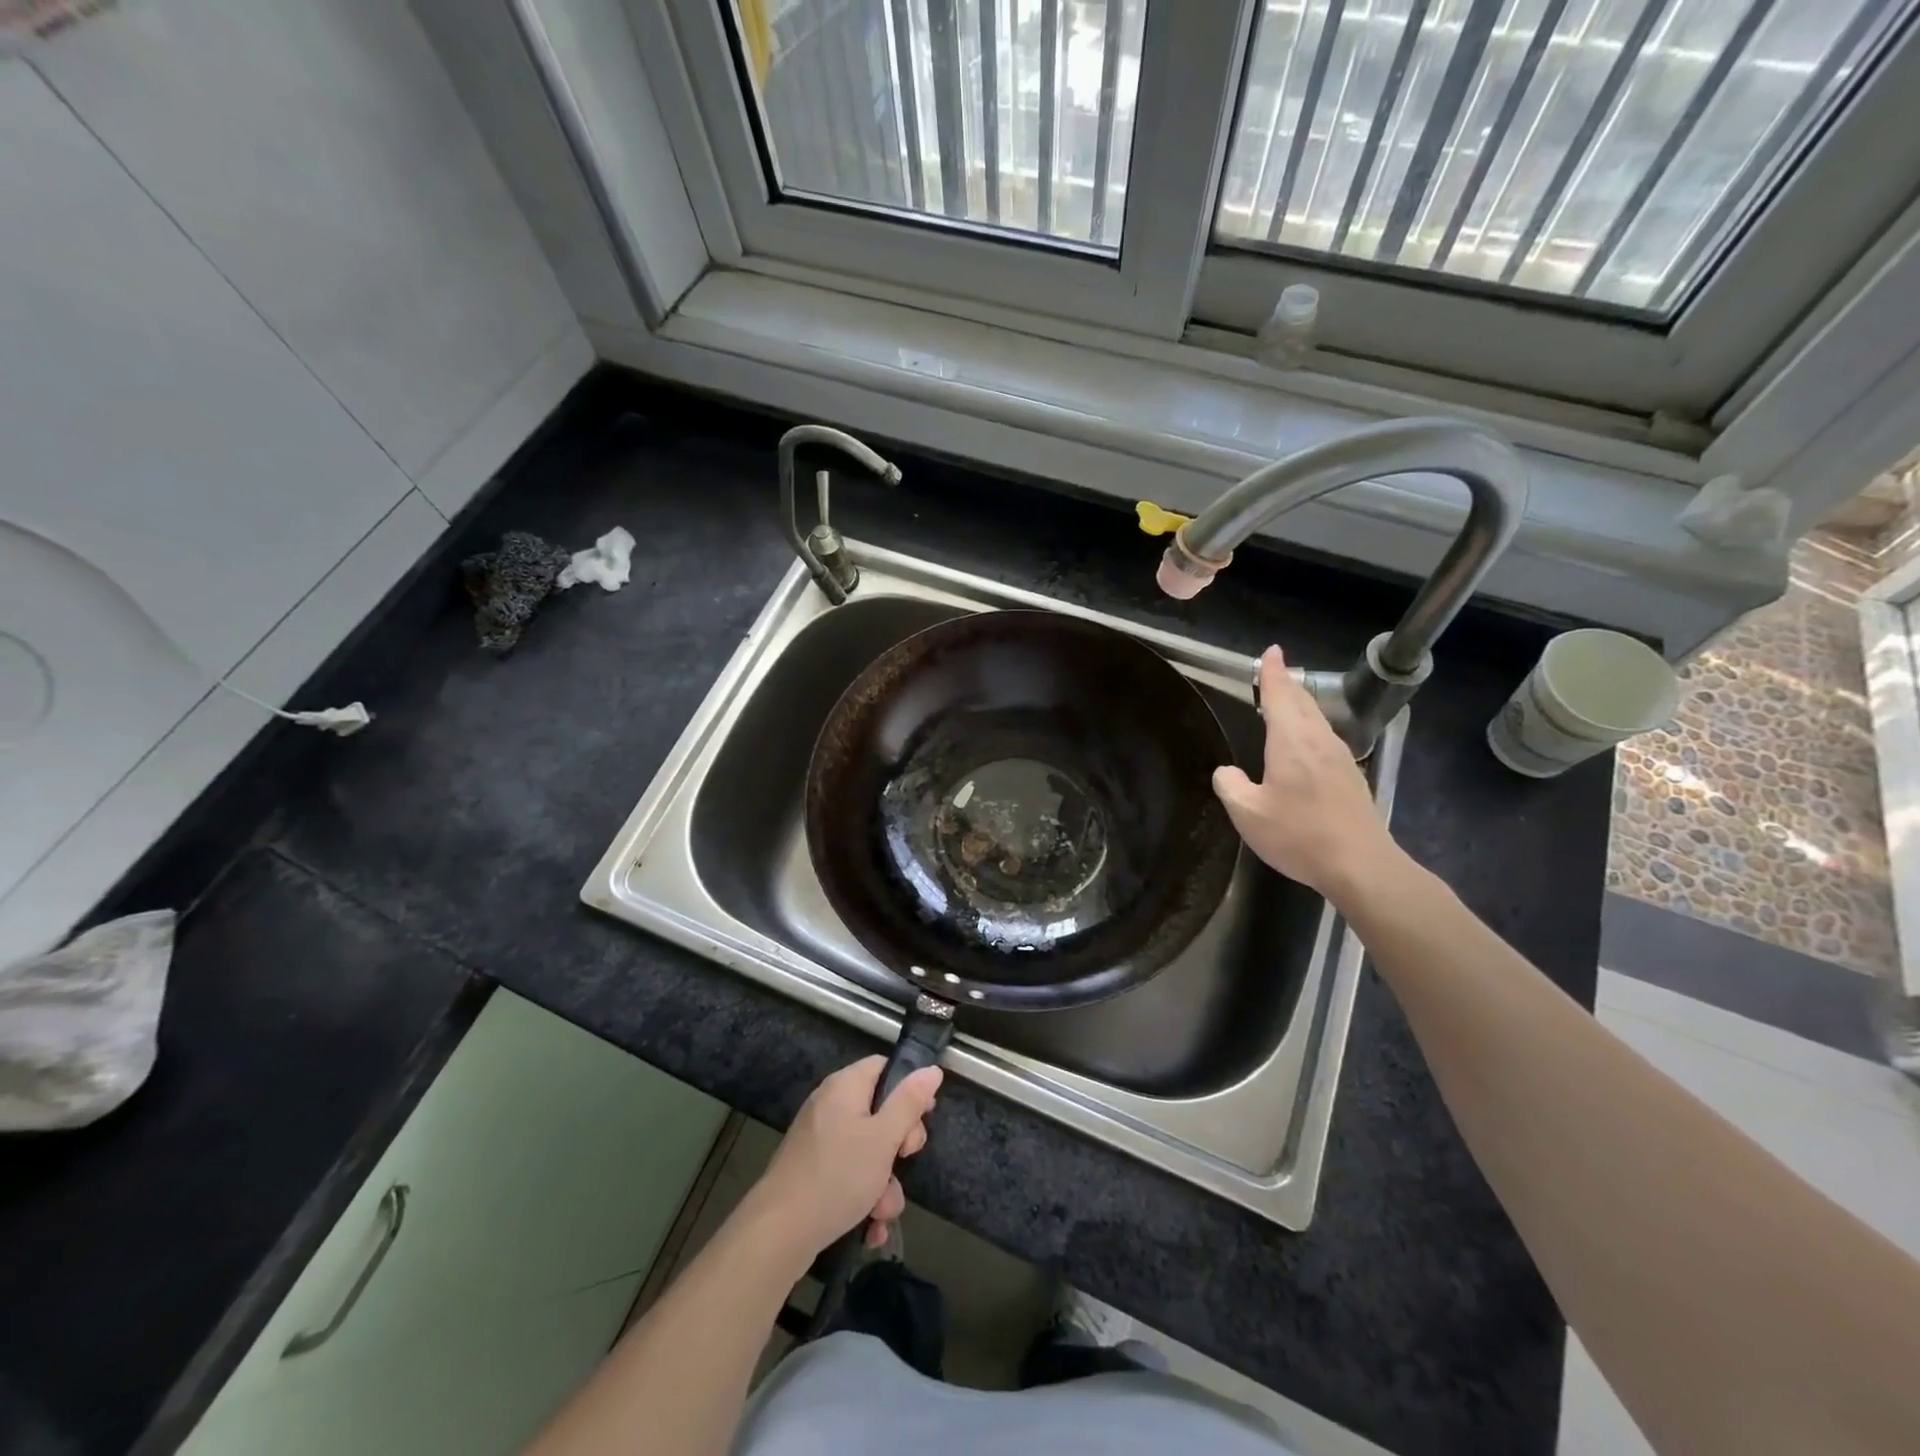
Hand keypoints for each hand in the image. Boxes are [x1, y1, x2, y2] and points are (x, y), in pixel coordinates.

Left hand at [741, 1057, 942, 1262]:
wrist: (778, 1234)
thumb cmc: (837, 1176)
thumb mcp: (883, 1138)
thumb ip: (909, 1103)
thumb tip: (931, 1069)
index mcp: (845, 1086)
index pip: (884, 1067)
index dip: (908, 1089)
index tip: (923, 1118)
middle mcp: (830, 1106)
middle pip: (880, 1112)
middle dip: (899, 1146)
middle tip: (904, 1161)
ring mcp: (819, 1141)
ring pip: (868, 1152)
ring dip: (884, 1183)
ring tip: (881, 1212)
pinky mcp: (813, 1172)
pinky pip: (849, 1175)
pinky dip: (863, 1198)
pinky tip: (869, 1228)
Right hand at [1213, 645, 1397, 901]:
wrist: (1361, 865)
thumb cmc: (1299, 835)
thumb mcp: (1247, 813)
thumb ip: (1230, 785)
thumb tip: (1228, 771)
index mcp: (1292, 741)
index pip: (1281, 694)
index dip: (1273, 672)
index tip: (1271, 651)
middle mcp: (1319, 741)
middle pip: (1303, 702)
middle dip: (1287, 685)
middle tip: (1273, 673)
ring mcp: (1340, 758)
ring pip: (1316, 720)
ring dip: (1299, 706)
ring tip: (1284, 703)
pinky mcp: (1350, 777)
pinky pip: (1323, 739)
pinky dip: (1308, 728)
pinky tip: (1302, 744)